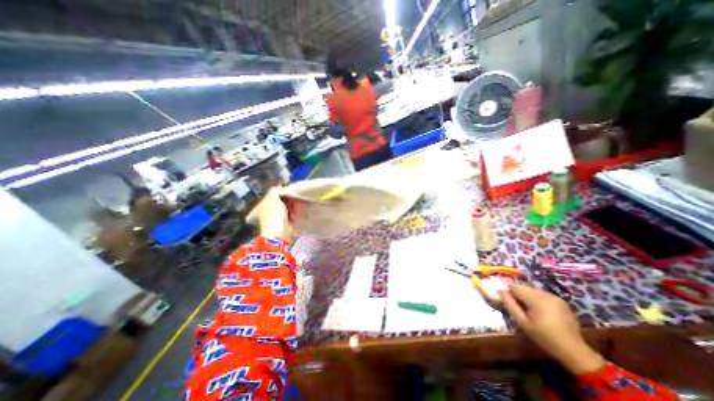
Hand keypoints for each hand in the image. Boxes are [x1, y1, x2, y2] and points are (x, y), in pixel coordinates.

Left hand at [254, 188, 292, 240]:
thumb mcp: (273, 198)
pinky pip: (289, 216)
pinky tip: (294, 214)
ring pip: (284, 209)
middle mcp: (265, 213)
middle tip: (291, 199)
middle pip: (277, 203)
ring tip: (293, 206)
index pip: (268, 197)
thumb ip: (275, 191)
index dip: (276, 194)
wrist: (280, 233)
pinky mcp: (283, 224)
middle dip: (285, 201)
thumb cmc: (274, 214)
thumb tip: (278, 187)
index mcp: (260, 207)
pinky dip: (292, 214)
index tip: (284, 192)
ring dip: (290, 207)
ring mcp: (274, 219)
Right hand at [498, 283, 603, 373]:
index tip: (503, 296)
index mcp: (537, 299)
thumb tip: (500, 290)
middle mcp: (546, 294)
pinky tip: (538, 310)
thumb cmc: (544, 337)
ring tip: (526, 308)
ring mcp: (555, 297)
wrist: (574, 351)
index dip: (507, 289)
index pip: (515, 287)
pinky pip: (542, 294)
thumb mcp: (523, 322)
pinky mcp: (561, 301)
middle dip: (517, 293)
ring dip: (527, 295)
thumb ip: (510, 304)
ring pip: (533, 290)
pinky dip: (536, 298)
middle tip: (515, 304)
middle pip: (525, 287)